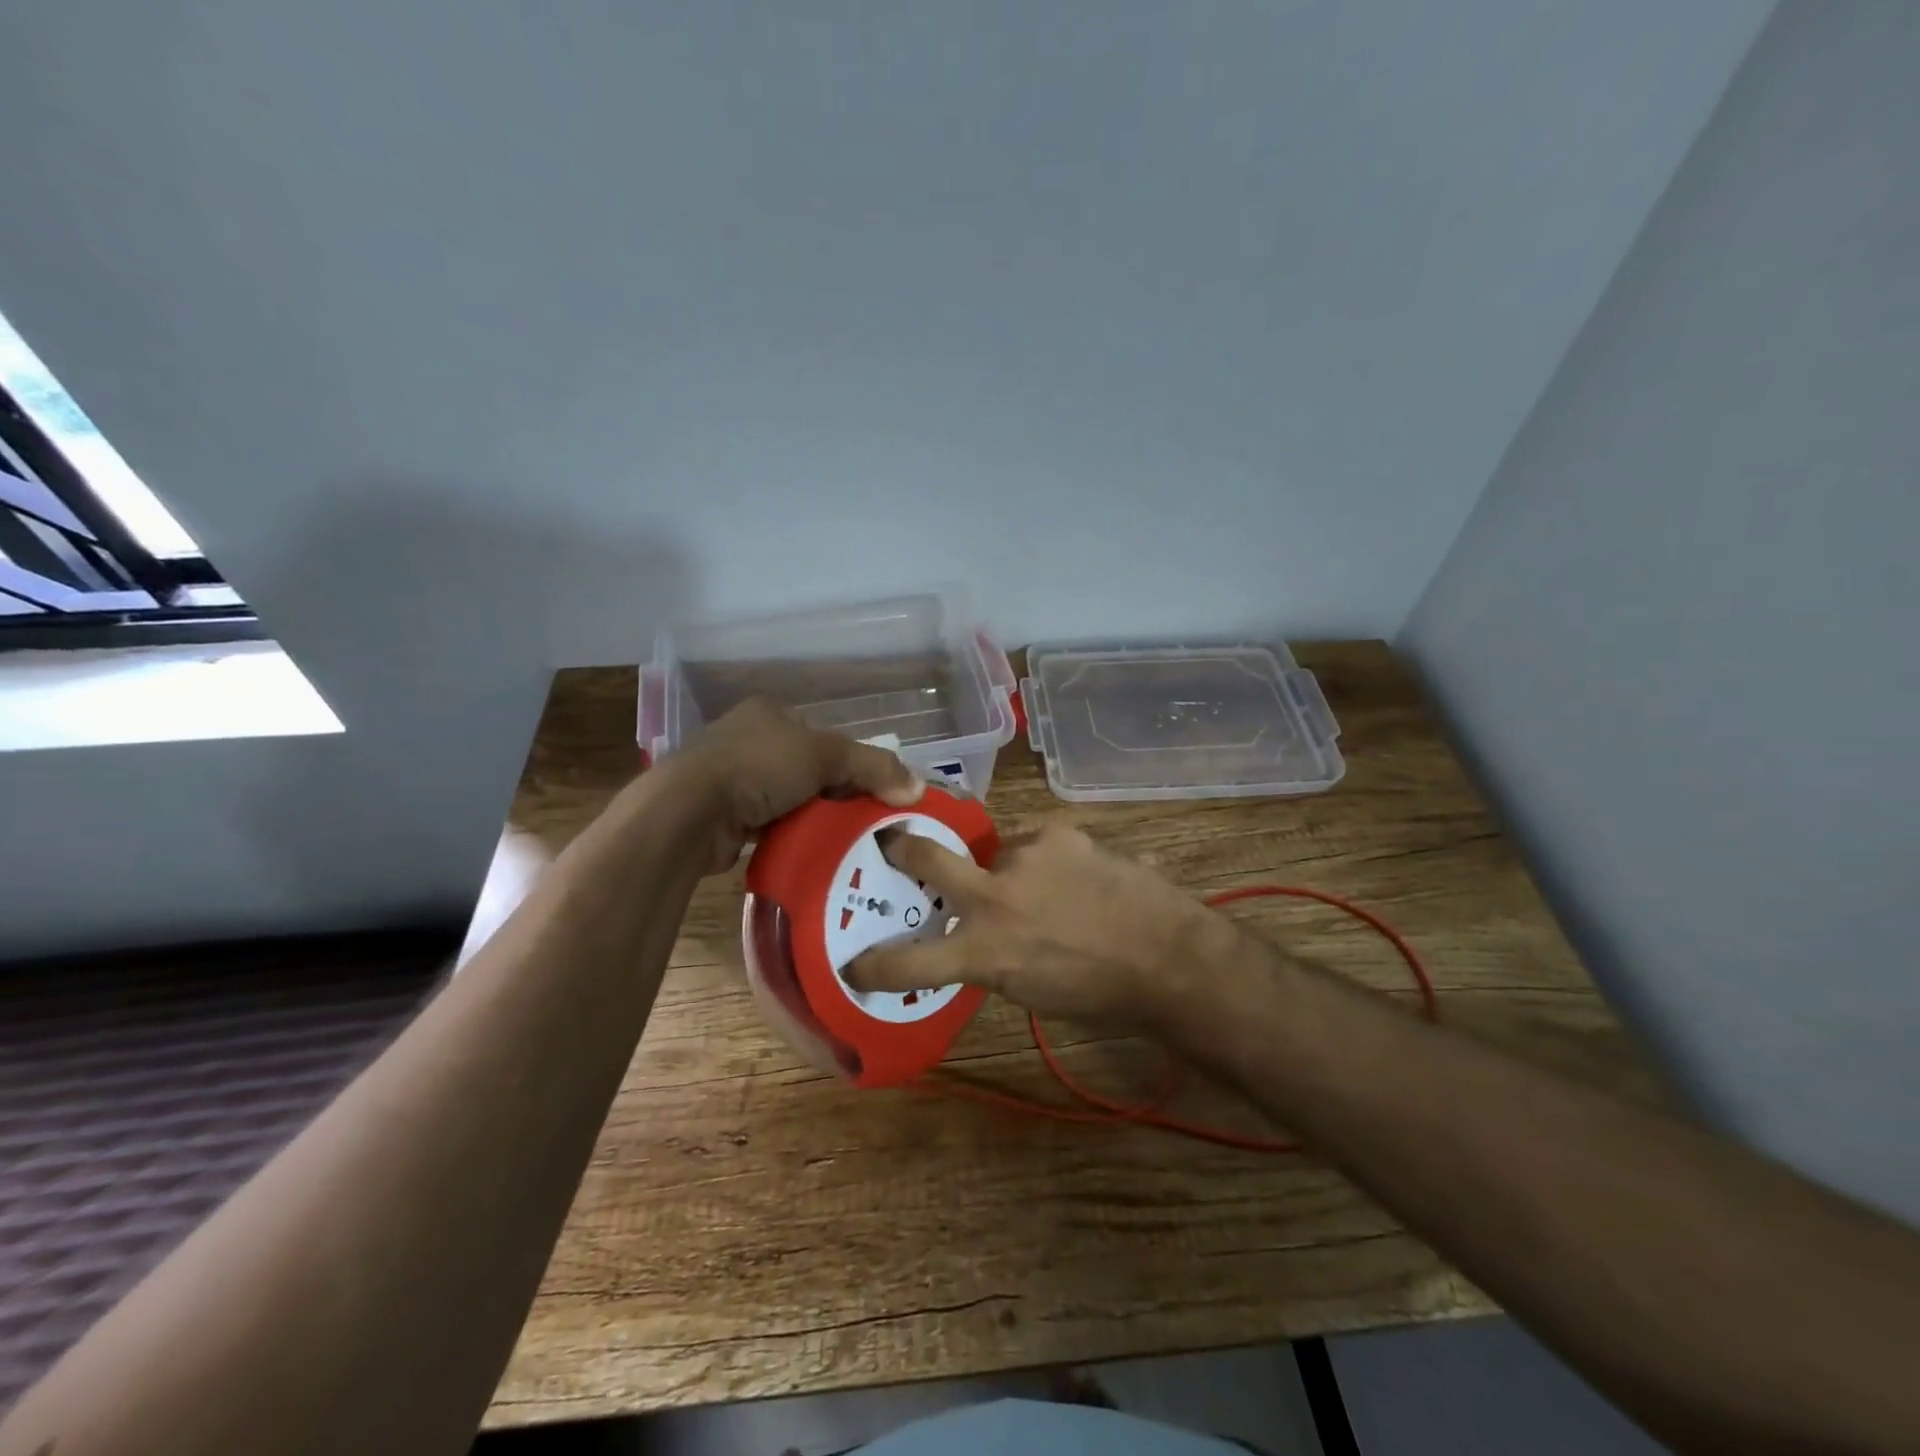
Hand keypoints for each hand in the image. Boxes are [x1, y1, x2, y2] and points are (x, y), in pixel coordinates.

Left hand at [675, 698, 924, 872]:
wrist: (689, 812)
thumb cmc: (759, 768)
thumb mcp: (826, 756)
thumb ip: (874, 767)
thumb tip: (919, 786)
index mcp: (770, 713)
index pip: (824, 736)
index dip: (850, 762)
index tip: (871, 791)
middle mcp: (748, 738)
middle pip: (808, 768)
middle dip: (832, 793)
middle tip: (860, 820)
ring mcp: (730, 776)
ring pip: (788, 798)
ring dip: (810, 816)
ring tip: (838, 839)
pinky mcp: (721, 812)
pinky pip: (767, 823)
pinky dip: (786, 834)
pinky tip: (805, 849)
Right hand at [844, 823, 1231, 1031]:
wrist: (1166, 955)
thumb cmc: (1098, 991)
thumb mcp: (1029, 989)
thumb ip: (991, 957)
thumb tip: (976, 937)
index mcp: (984, 951)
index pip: (911, 961)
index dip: (875, 965)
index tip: (853, 965)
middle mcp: (993, 897)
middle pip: (927, 858)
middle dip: (902, 848)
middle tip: (892, 842)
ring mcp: (1025, 857)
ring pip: (998, 852)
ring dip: (1010, 868)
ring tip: (1049, 888)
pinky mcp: (1058, 834)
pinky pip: (1037, 844)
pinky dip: (1045, 860)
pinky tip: (1076, 877)